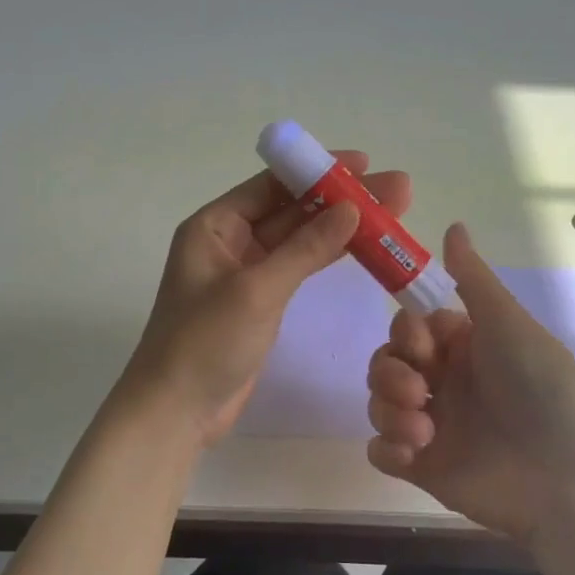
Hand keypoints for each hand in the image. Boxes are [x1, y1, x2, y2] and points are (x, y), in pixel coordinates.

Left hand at [123, 152, 411, 444]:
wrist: (176, 411)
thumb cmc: (205, 342)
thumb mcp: (257, 290)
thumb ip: (305, 248)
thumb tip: (352, 209)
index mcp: (214, 226)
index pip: (271, 185)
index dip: (317, 171)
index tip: (364, 163)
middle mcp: (228, 241)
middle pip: (291, 210)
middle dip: (341, 199)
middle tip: (397, 190)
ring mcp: (245, 273)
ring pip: (299, 240)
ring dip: (342, 228)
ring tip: (393, 216)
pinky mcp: (260, 302)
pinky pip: (298, 268)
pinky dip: (328, 258)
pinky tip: (363, 247)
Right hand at [365, 223, 574, 544]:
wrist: (568, 477)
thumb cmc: (542, 388)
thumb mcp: (509, 323)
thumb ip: (473, 278)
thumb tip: (453, 225)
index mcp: (463, 348)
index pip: (408, 329)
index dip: (405, 334)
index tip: (423, 345)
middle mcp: (444, 383)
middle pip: (385, 363)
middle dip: (390, 373)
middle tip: (418, 391)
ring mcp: (431, 426)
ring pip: (377, 403)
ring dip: (389, 410)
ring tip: (424, 430)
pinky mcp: (422, 467)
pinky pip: (380, 451)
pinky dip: (387, 448)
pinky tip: (414, 453)